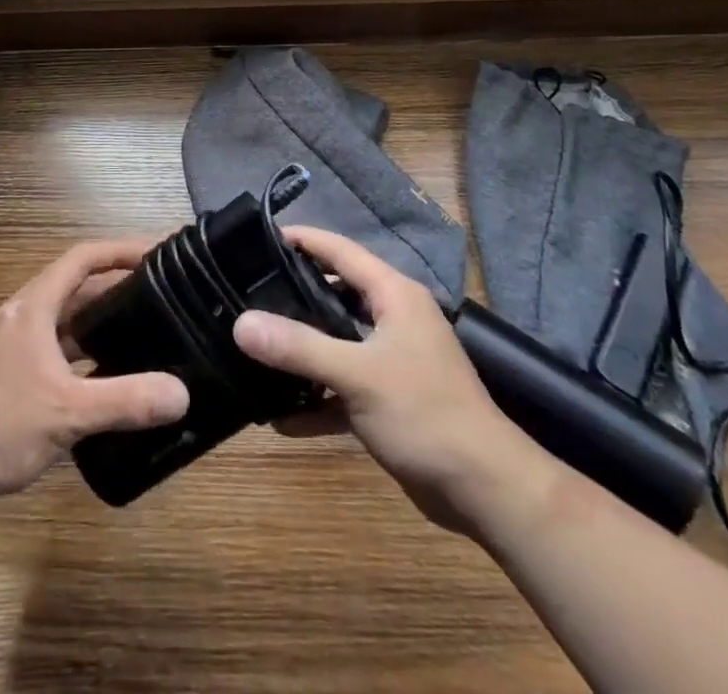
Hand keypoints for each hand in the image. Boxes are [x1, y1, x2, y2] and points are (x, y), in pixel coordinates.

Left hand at [0, 239, 190, 514]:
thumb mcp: (68, 412)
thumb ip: (126, 401)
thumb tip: (182, 394)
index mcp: (33, 307)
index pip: (82, 259)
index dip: (119, 251)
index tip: (156, 255)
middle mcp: (23, 318)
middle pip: (76, 290)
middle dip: (116, 291)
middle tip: (160, 299)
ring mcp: (14, 350)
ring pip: (66, 325)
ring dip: (100, 327)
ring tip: (143, 336)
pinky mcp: (10, 380)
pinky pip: (57, 354)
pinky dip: (84, 358)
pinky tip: (108, 381)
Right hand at [232, 226, 545, 537]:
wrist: (486, 491)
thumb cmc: (425, 414)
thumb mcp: (357, 375)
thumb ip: (298, 347)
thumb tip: (241, 324)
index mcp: (394, 296)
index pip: (341, 251)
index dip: (303, 239)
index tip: (260, 236)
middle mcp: (394, 319)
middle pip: (336, 294)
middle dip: (294, 294)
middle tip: (248, 291)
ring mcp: (392, 360)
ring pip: (337, 342)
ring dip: (302, 350)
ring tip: (254, 347)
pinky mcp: (389, 400)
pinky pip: (343, 388)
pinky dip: (316, 399)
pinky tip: (279, 417)